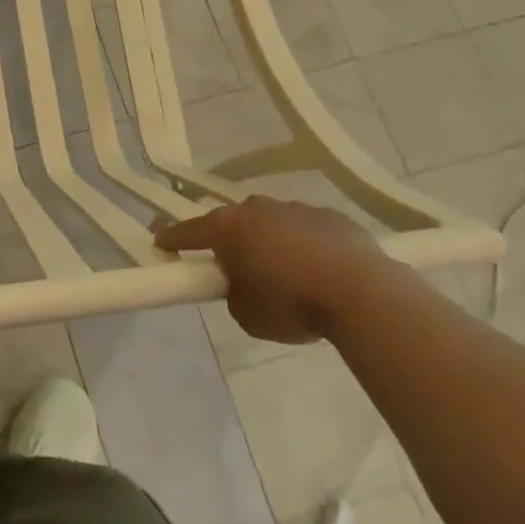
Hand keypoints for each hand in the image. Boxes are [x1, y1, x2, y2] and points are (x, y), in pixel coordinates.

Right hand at [154, 196, 393, 343]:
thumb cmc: (293, 304)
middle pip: (233, 222)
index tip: (159, 242)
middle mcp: (257, 209)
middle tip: (237, 268)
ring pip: (272, 223)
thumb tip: (243, 285)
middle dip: (231, 241)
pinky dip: (306, 245)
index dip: (171, 238)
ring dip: (271, 241)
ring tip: (287, 273)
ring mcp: (296, 208)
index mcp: (228, 228)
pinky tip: (321, 270)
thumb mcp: (247, 315)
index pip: (188, 231)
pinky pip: (307, 230)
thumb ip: (234, 294)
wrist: (364, 295)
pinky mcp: (332, 217)